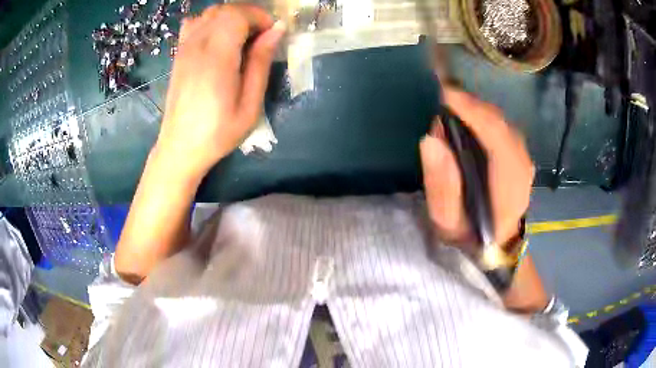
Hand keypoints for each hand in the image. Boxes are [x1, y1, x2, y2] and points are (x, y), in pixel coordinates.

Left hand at [154, 4, 284, 178]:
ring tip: (241, 37)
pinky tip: (218, 39)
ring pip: (209, 13)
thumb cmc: (218, 132)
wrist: (180, 148)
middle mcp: (197, 45)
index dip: (259, 17)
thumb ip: (261, 62)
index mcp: (217, 57)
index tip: (271, 34)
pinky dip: (211, 22)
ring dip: (230, 17)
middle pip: (224, 9)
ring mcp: (184, 49)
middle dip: (248, 15)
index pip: (238, 14)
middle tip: (260, 36)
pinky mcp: (178, 55)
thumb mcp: (250, 104)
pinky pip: (194, 23)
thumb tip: (276, 30)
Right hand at [420, 87, 533, 248]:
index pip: (496, 135)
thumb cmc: (469, 237)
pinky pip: (502, 127)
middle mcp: (522, 166)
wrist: (494, 247)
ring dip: (477, 109)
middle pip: (499, 123)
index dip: (471, 110)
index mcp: (509, 185)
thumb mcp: (447, 221)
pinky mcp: (520, 157)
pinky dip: (484, 117)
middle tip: (442, 96)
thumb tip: (431, 139)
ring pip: (501, 122)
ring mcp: (524, 160)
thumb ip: (441, 184)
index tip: (444, 94)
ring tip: (451, 104)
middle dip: (471, 105)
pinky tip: (468, 118)